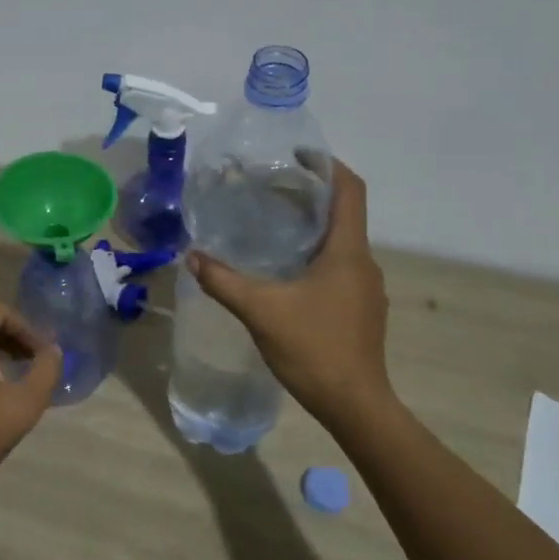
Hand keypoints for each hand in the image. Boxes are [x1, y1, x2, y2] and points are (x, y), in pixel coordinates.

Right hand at [187, 159, 392, 424]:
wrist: (355, 404)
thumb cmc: (314, 349)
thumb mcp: (261, 311)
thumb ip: (224, 281)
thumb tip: (192, 256)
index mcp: (347, 251)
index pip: (350, 189)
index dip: (327, 165)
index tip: (297, 154)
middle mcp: (363, 262)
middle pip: (343, 213)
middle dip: (310, 195)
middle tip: (269, 189)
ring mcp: (366, 288)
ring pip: (340, 242)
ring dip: (312, 227)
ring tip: (272, 226)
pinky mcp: (361, 309)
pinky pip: (339, 267)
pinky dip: (315, 256)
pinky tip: (286, 273)